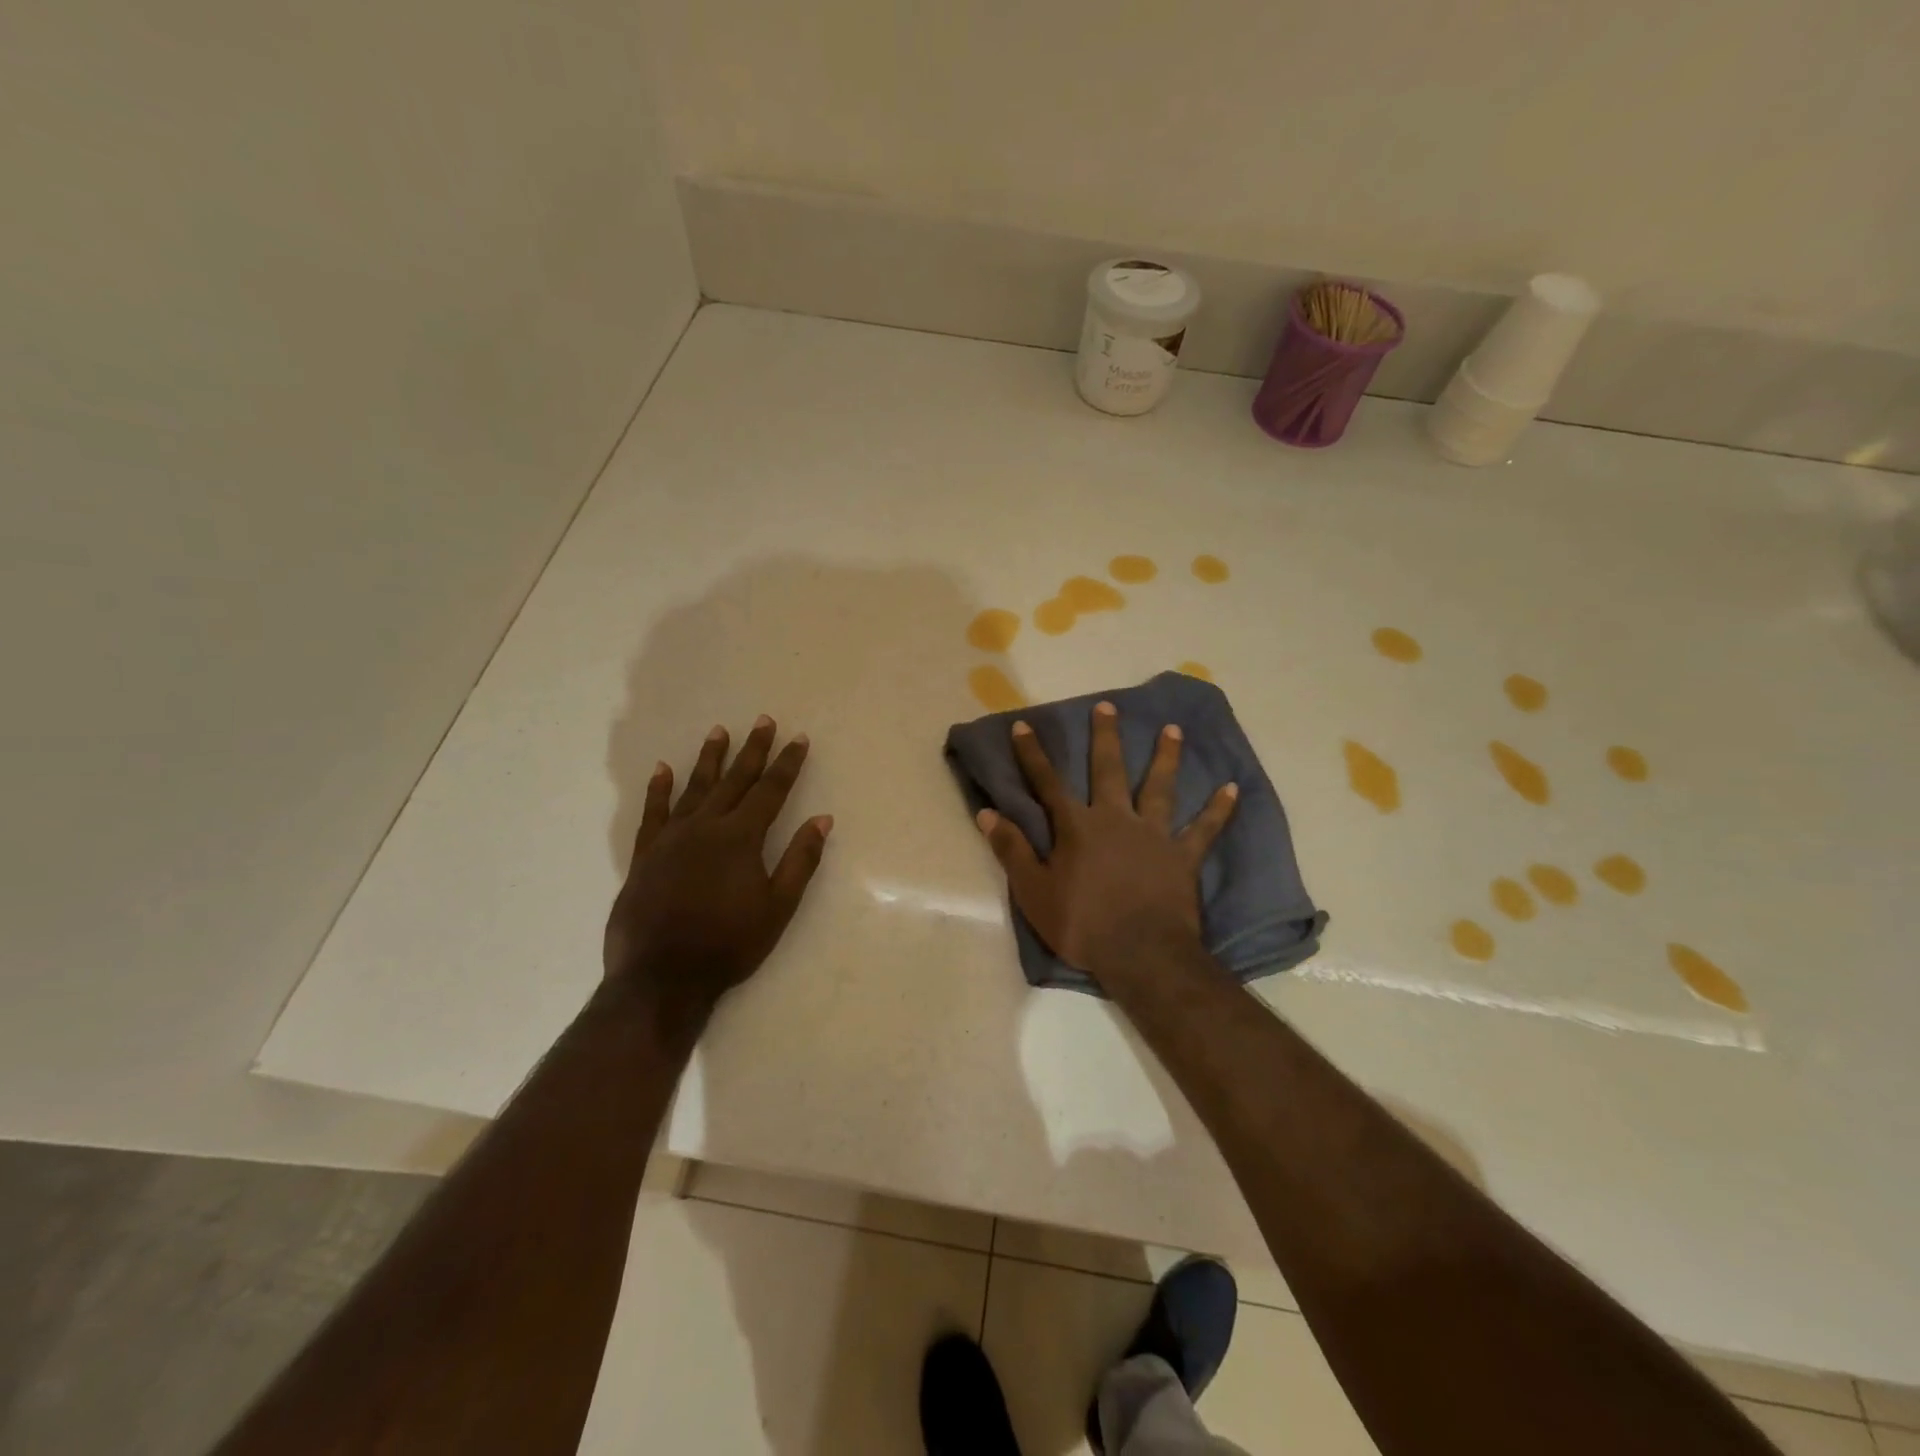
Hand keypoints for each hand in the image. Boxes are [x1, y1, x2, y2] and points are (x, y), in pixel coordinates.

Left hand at [604, 716, 831, 1016]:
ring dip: (709, 759)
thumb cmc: (729, 944)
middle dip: (752, 750)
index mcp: (741, 838)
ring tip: (719, 732)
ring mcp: (671, 838)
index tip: (798, 739)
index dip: (787, 764)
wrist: (662, 976)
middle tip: (763, 721)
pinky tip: (661, 770)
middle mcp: (706, 827)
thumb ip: (800, 860)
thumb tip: (822, 820)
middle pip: (734, 780)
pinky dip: (658, 790)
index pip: (770, 791)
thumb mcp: (778, 907)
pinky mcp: (645, 854)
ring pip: (694, 788)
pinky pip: (653, 812)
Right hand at [976, 700, 1236, 984]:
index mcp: (1077, 827)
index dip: (1033, 754)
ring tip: (1173, 729)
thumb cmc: (1081, 925)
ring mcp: (1153, 835)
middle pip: (1108, 770)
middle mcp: (1116, 819)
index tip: (1023, 725)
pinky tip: (1233, 788)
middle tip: (1107, 706)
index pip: (1047, 783)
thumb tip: (986, 813)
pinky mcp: (1182, 856)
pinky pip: (1204, 829)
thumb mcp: (1034, 891)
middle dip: (1105, 737)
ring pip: (1160, 787)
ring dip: (1166, 757)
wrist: (1141, 955)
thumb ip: (1012, 849)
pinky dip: (1218, 810)